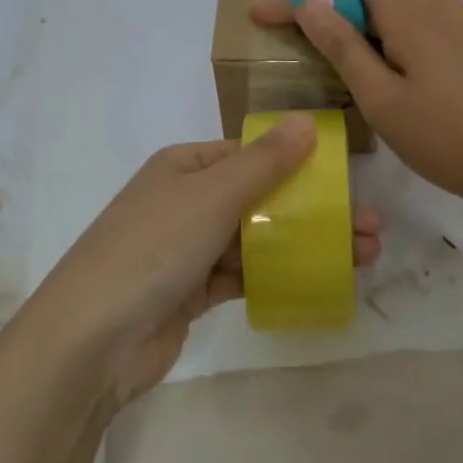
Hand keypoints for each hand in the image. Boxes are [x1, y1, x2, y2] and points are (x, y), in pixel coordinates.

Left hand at [20, 116, 382, 408]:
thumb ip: (263, 161)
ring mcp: (188, 248)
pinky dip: (278, 275)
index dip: (300, 164)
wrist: (92, 340)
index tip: (346, 181)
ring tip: (363, 255)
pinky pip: (244, 275)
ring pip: (258, 239)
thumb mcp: (211, 195)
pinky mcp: (192, 291)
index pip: (250, 154)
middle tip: (371, 227)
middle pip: (261, 198)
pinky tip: (321, 280)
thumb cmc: (152, 249)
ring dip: (306, 244)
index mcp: (184, 167)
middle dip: (315, 210)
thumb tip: (307, 122)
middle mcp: (186, 201)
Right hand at [252, 0, 462, 211]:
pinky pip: (419, 22)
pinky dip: (389, 36)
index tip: (284, 0)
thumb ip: (342, 45)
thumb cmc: (442, 136)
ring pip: (396, 4)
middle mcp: (435, 0)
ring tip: (336, 62)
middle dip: (329, 2)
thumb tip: (307, 1)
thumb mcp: (380, 97)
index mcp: (410, 8)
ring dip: (360, 22)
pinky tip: (384, 73)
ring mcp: (458, 20)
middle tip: (292, 37)